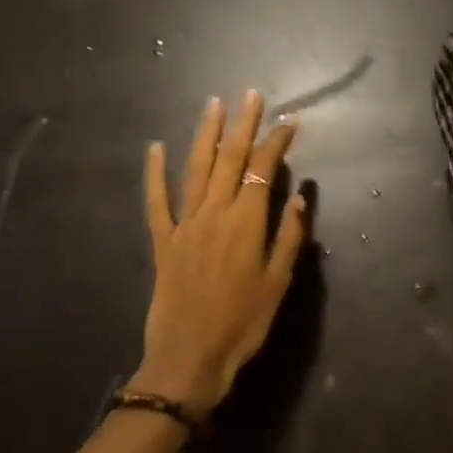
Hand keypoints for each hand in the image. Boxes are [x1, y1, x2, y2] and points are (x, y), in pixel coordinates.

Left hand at [140, 91, 306, 415]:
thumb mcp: (278, 284)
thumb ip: (289, 238)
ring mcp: (185, 224)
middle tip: (251, 95)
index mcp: (246, 223)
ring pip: (196, 169)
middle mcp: (214, 213)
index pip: (264, 170)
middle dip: (243, 125)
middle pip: (229, 159)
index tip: (289, 122)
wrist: (190, 357)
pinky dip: (154, 173)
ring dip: (205, 135)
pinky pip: (156, 201)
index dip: (277, 143)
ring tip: (214, 105)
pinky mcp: (163, 240)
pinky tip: (155, 148)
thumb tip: (298, 197)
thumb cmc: (243, 324)